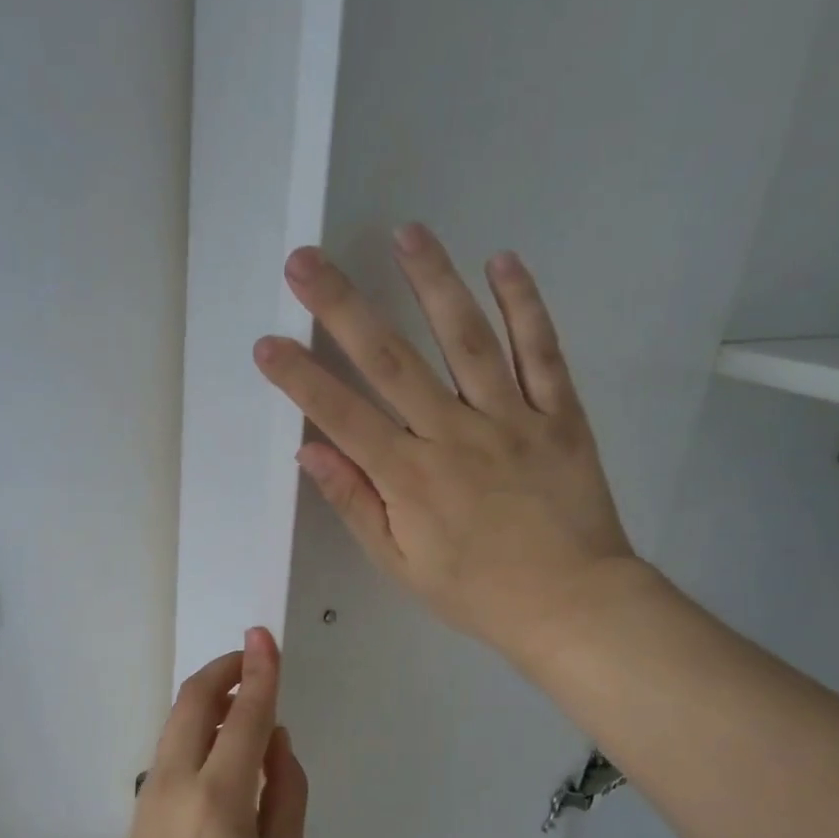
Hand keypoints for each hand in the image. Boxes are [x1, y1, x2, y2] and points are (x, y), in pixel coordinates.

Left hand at [115, 629, 307, 837]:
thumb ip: (286, 786)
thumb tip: (275, 738)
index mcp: (221, 794)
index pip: (245, 715)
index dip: (259, 670)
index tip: (264, 635)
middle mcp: (180, 776)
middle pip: (196, 698)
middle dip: (224, 668)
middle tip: (251, 660)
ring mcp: (153, 783)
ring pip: (180, 715)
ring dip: (211, 694)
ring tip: (243, 701)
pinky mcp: (142, 793)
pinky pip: (174, 740)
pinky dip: (199, 722)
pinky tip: (220, 743)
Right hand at [252, 223, 640, 662]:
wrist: (572, 605)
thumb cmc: (476, 592)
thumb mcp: (401, 564)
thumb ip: (356, 503)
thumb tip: (312, 449)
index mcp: (410, 476)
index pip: (342, 415)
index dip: (301, 377)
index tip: (266, 341)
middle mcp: (455, 433)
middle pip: (391, 360)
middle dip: (342, 307)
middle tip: (306, 260)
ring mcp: (511, 417)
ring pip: (467, 339)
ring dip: (433, 282)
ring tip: (406, 232)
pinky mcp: (559, 414)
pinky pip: (542, 352)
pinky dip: (524, 305)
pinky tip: (503, 261)